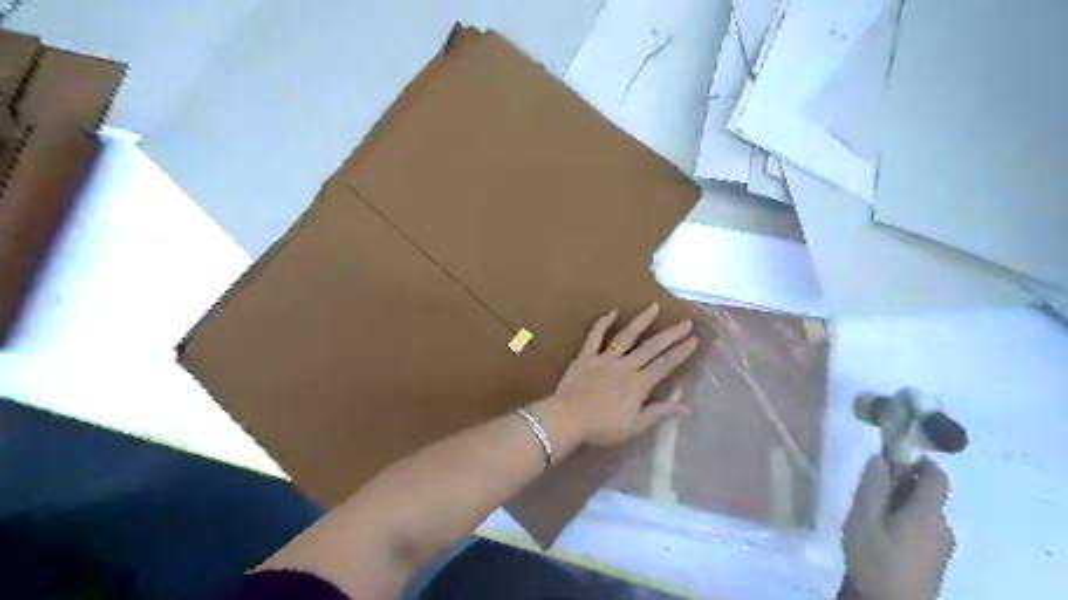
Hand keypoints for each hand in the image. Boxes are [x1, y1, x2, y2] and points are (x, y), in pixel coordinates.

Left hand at [550, 305, 701, 444]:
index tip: (694, 339)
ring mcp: (605, 358)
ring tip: (655, 307)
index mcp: (639, 384)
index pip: (665, 365)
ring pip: (627, 336)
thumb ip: (659, 413)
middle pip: (651, 347)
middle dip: (671, 334)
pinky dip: (604, 323)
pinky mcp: (586, 356)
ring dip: (642, 321)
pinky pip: (595, 336)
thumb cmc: (602, 427)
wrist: (567, 419)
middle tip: (686, 321)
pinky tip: (613, 311)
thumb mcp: (634, 427)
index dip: (681, 352)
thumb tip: (686, 407)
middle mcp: (625, 366)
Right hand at [849, 457, 955, 599]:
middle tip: (867, 491)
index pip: (937, 475)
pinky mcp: (936, 558)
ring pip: (922, 510)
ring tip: (868, 515)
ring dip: (899, 504)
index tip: (890, 456)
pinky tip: (881, 535)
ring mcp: (941, 544)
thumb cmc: (876, 560)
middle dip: (900, 484)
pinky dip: (903, 521)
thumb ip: (873, 487)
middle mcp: (942, 525)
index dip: (917, 460)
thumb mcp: (863, 519)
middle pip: (927, 492)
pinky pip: (922, 527)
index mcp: (927, 513)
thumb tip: (881, 457)